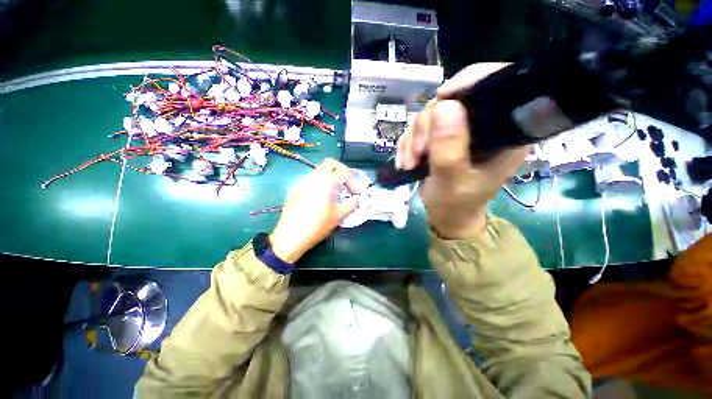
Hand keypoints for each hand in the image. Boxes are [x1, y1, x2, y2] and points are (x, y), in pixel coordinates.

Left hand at [269, 158, 358, 262]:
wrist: (291, 235)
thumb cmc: (318, 225)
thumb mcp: (339, 215)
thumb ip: (351, 204)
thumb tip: (358, 198)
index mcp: (327, 181)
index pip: (344, 172)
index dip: (352, 181)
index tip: (354, 193)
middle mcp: (314, 176)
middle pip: (330, 163)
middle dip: (341, 170)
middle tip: (345, 184)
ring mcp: (303, 181)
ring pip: (319, 170)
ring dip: (329, 176)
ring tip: (334, 191)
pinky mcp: (296, 188)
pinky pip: (310, 179)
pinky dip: (319, 182)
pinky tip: (320, 197)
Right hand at [397, 63, 530, 238]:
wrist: (446, 217)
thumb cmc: (456, 204)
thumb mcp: (452, 180)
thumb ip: (449, 148)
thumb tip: (445, 105)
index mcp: (503, 132)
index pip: (496, 86)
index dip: (469, 82)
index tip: (441, 99)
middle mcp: (483, 126)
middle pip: (452, 102)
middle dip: (427, 126)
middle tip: (418, 153)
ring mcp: (459, 132)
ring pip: (430, 115)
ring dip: (413, 139)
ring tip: (410, 162)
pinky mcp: (441, 139)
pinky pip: (419, 129)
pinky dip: (408, 143)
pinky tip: (406, 160)